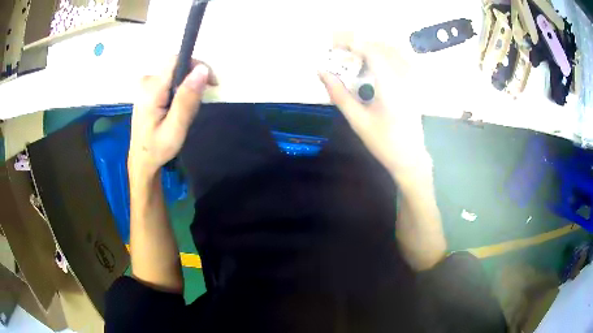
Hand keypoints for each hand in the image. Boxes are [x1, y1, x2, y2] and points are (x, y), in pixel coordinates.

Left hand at [129, 58, 216, 177]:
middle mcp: (146, 82)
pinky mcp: (146, 89)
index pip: (176, 60)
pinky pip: (169, 81)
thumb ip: (187, 99)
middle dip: (192, 82)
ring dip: (185, 89)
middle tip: (196, 107)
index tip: (210, 81)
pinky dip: (178, 91)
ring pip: (174, 75)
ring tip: (184, 112)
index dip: (196, 64)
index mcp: (151, 90)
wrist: (142, 161)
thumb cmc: (157, 148)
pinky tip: (175, 110)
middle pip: (177, 68)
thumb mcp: (175, 128)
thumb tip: (202, 69)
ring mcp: (145, 85)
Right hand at [320, 34, 431, 176]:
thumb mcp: (357, 121)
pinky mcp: (415, 85)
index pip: (372, 52)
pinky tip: (378, 59)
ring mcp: (413, 81)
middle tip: (342, 48)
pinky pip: (404, 59)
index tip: (335, 44)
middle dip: (361, 42)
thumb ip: (339, 94)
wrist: (410, 157)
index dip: (352, 43)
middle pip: (383, 47)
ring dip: (374, 46)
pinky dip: (388, 53)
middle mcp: (404, 78)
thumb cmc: (383, 143)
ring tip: (357, 52)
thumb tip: (322, 72)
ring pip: (395, 50)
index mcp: (390, 87)